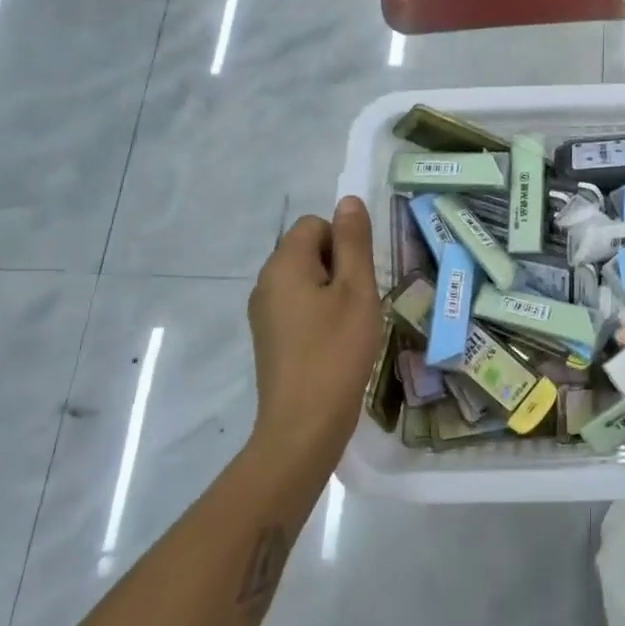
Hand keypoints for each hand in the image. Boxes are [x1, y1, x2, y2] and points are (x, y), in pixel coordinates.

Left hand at [247, 197, 383, 460]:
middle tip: (360, 302)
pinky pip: (299, 306)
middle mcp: (265, 283)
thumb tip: (347, 200)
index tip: (360, 278)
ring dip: (334, 292)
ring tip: (352, 325)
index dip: (344, 243)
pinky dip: (320, 315)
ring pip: (306, 280)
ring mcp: (264, 313)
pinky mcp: (270, 338)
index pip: (316, 224)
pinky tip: (336, 343)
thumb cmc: (337, 350)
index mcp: (283, 264)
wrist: (304, 424)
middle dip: (340, 267)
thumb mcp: (357, 289)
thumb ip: (354, 241)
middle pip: (309, 250)